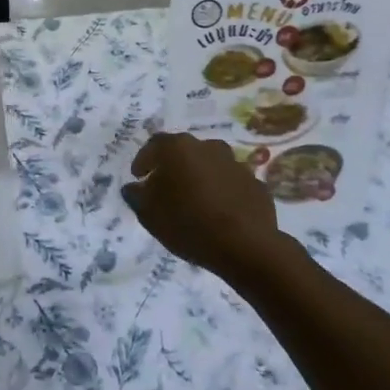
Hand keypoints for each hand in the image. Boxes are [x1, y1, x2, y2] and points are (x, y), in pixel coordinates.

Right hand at [121, 132, 291, 291]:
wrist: (244, 244)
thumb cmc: (187, 222)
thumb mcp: (148, 213)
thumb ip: (136, 195)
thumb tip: (133, 187)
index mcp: (178, 148)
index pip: (154, 145)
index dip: (144, 160)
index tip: (138, 177)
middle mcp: (208, 147)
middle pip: (185, 152)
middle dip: (173, 167)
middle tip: (166, 187)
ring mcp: (236, 164)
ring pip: (211, 165)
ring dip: (200, 177)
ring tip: (194, 200)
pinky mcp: (256, 183)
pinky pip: (231, 183)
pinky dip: (222, 192)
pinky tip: (219, 212)